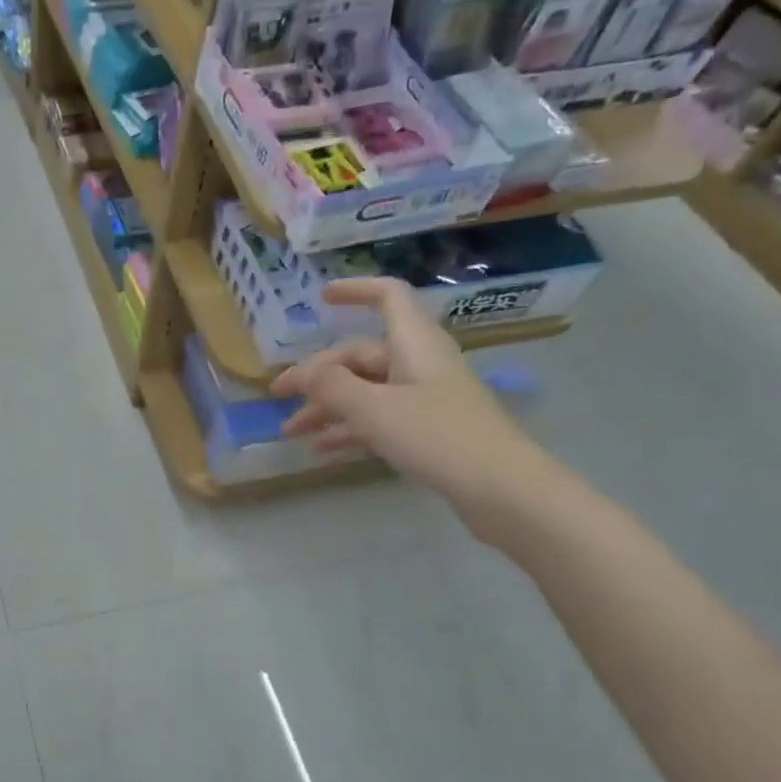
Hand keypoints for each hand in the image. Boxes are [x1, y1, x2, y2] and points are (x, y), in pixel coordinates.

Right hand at [270, 278, 556, 528]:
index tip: (320, 298)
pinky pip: (378, 419)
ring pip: (365, 391)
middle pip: (362, 355)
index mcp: (414, 345)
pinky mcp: (428, 430)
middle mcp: (420, 364)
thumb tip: (301, 372)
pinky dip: (349, 429)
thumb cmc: (438, 437)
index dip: (355, 291)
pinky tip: (321, 450)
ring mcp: (425, 398)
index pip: (388, 297)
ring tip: (291, 431)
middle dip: (318, 375)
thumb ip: (332, 387)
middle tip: (278, 397)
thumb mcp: (374, 410)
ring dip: (327, 407)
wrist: (501, 490)